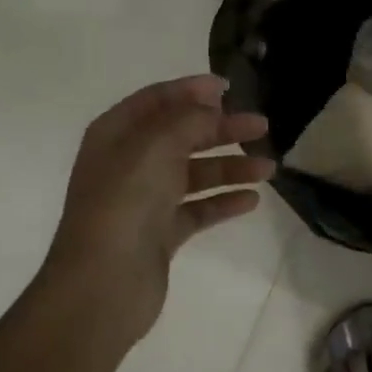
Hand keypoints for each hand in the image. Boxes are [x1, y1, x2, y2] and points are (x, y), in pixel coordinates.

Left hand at [45, 75, 272, 346]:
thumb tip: (211, 105)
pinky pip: (198, 209)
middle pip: (181, 135)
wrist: (103, 284)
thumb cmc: (125, 201)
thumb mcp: (157, 145)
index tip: (229, 88)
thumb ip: (189, 119)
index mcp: (116, 134)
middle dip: (221, 129)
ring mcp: (144, 200)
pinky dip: (223, 202)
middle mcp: (129, 163)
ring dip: (230, 167)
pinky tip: (252, 200)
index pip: (157, 100)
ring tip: (269, 169)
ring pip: (194, 173)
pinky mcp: (160, 233)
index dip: (191, 89)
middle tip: (261, 126)